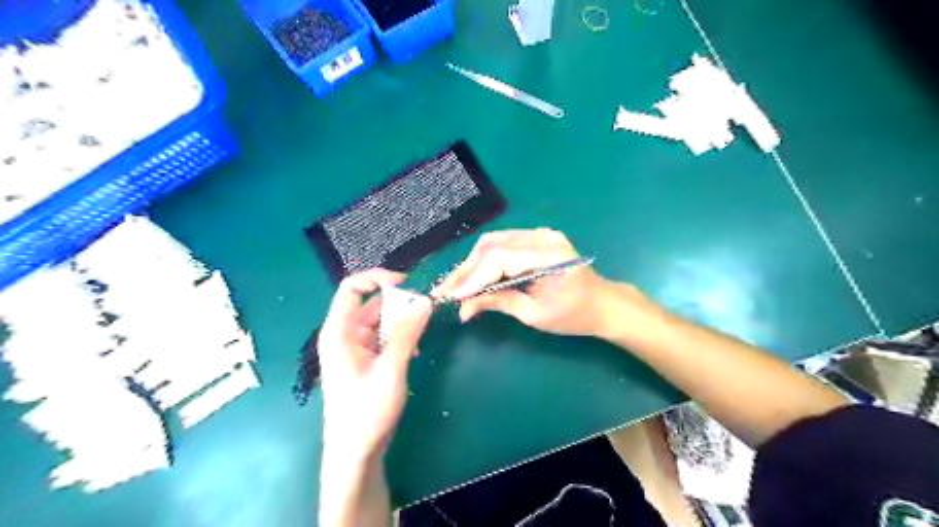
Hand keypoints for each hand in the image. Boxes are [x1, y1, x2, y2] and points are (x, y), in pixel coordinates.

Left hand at [318, 269, 430, 463]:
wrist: (355, 453)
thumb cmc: (367, 411)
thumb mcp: (390, 368)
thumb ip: (407, 333)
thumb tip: (425, 301)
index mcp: (339, 331)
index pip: (352, 288)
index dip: (377, 278)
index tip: (407, 283)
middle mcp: (344, 335)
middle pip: (371, 304)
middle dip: (398, 304)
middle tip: (425, 310)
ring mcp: (354, 349)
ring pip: (380, 322)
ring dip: (402, 323)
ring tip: (421, 333)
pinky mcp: (365, 362)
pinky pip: (384, 338)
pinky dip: (400, 338)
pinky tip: (414, 351)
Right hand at [437, 228, 625, 337]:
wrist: (603, 303)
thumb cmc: (573, 315)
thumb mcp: (534, 314)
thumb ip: (498, 302)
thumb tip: (463, 307)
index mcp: (549, 255)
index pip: (499, 258)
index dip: (472, 277)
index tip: (450, 296)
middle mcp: (543, 237)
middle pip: (492, 246)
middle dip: (466, 270)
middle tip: (446, 291)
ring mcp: (540, 234)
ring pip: (494, 242)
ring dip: (473, 264)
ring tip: (457, 286)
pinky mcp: (537, 238)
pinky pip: (503, 244)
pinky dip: (486, 260)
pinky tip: (476, 275)